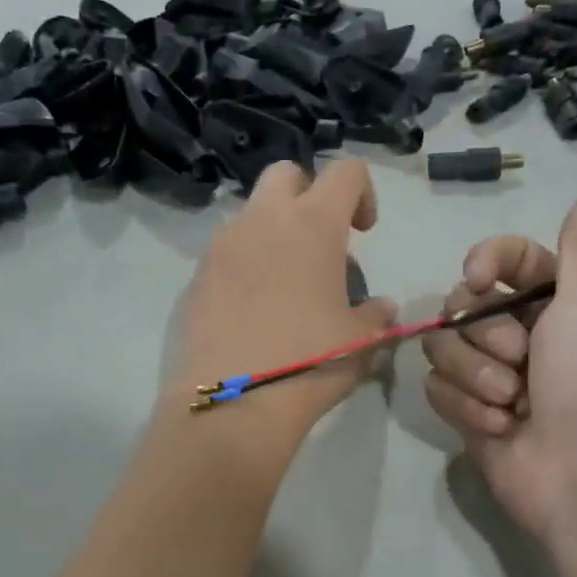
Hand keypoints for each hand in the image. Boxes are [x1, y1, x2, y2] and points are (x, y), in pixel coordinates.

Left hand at [169, 159, 394, 448]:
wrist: (233, 405)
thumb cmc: (311, 362)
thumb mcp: (360, 341)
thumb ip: (375, 314)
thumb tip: (381, 307)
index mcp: (312, 224)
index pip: (345, 171)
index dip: (362, 192)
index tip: (363, 231)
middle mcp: (263, 221)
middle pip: (285, 175)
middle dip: (307, 195)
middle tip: (320, 244)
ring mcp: (221, 246)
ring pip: (251, 215)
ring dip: (273, 234)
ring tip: (286, 287)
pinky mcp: (195, 277)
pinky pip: (226, 254)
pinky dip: (245, 266)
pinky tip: (253, 312)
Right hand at [423, 195, 576, 544]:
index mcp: (556, 304)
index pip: (507, 260)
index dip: (486, 261)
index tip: (478, 279)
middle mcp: (522, 336)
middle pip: (463, 305)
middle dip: (485, 334)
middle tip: (520, 360)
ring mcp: (491, 377)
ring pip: (443, 347)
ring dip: (474, 374)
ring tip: (511, 403)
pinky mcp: (469, 414)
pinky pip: (436, 389)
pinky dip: (465, 407)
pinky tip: (499, 428)